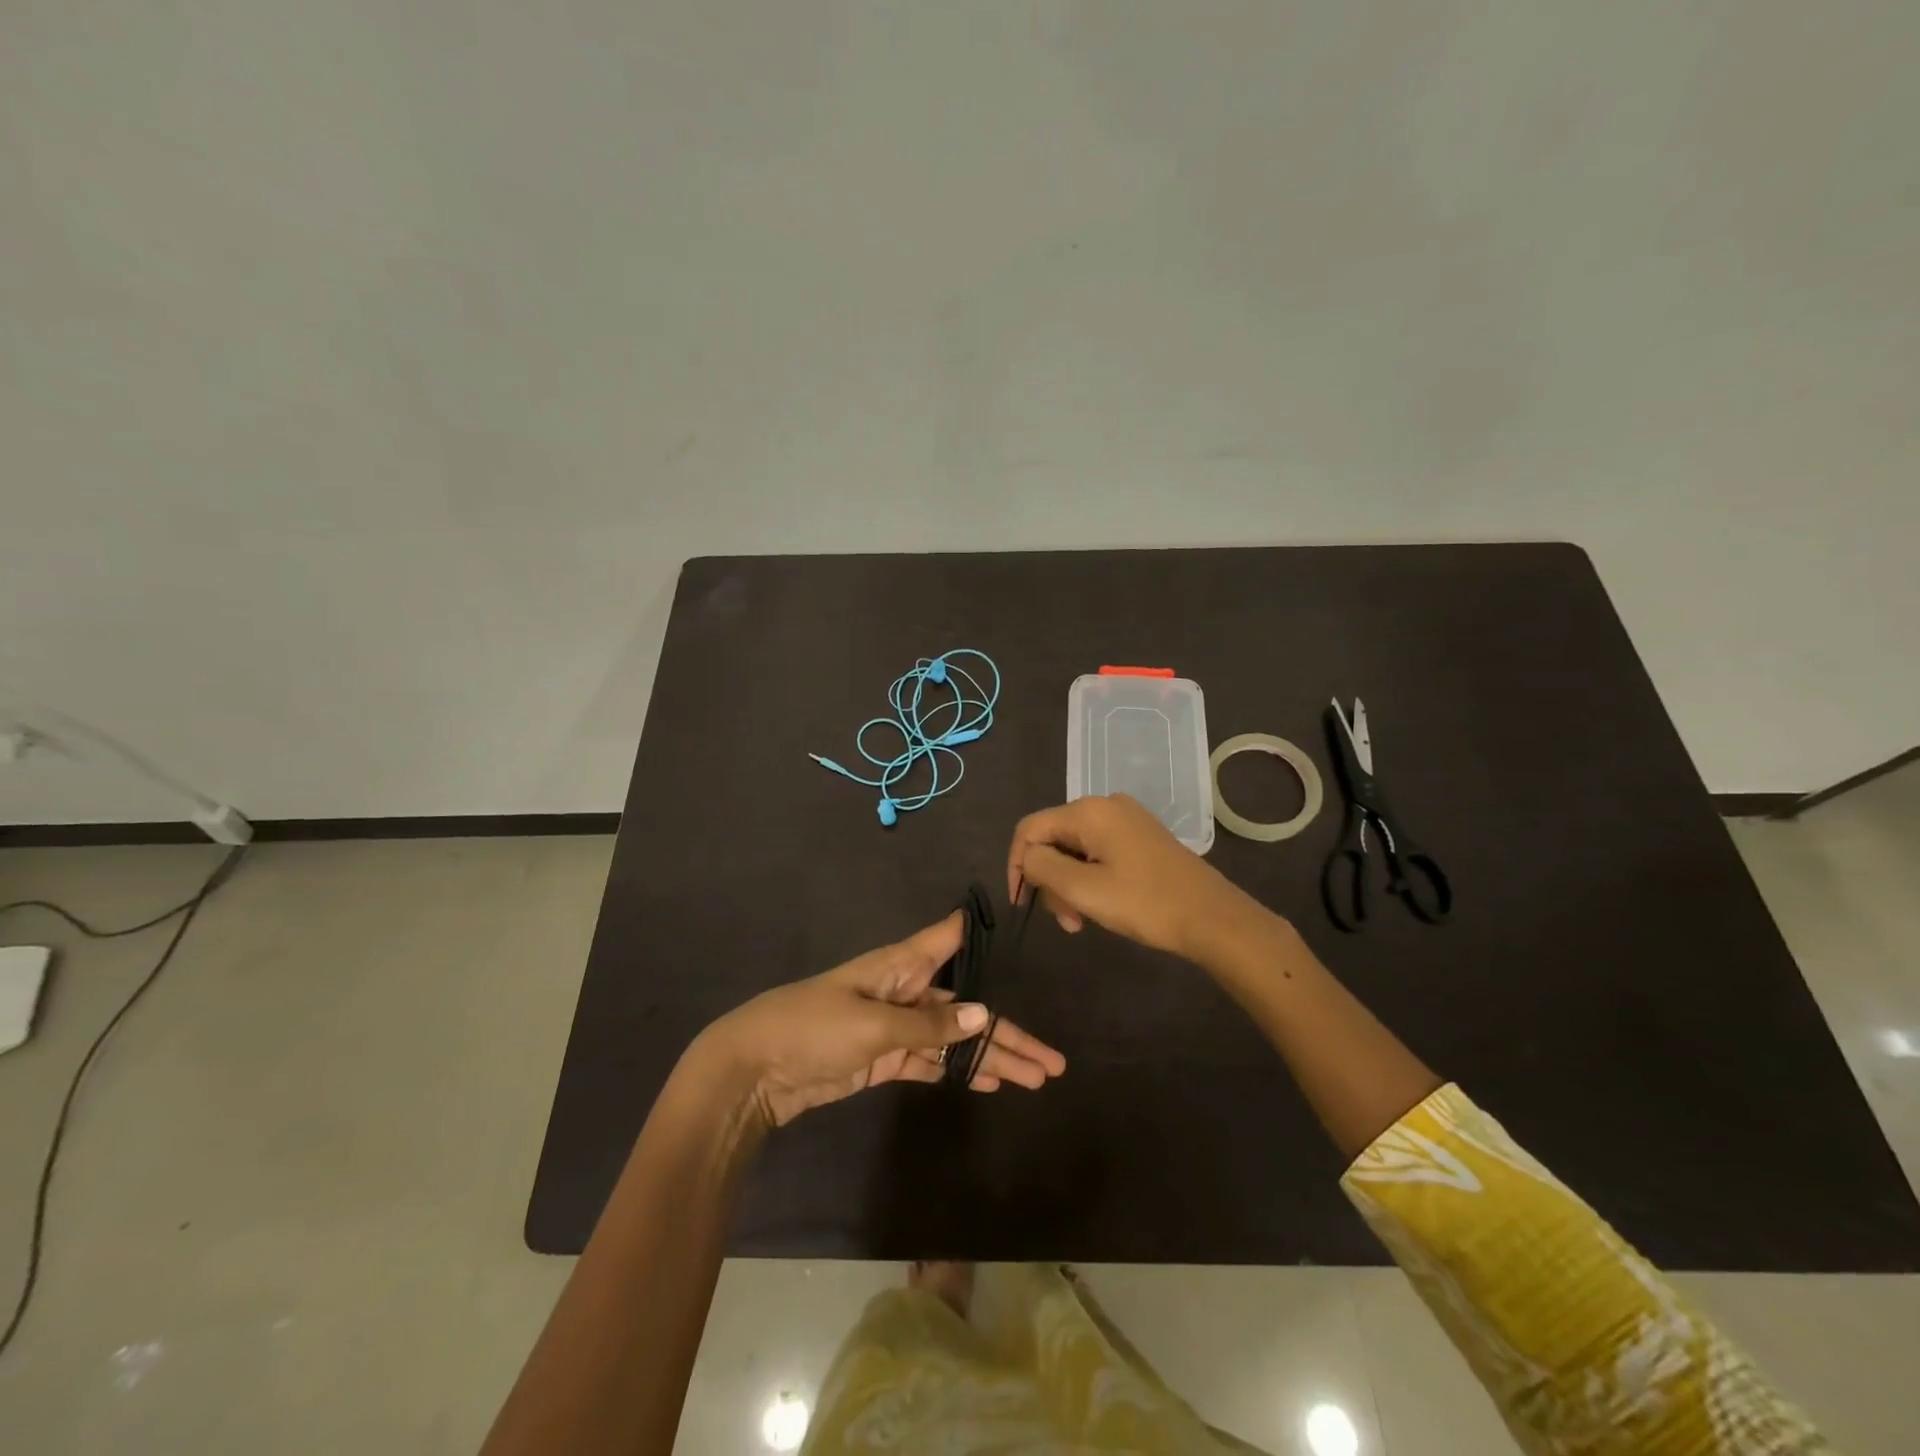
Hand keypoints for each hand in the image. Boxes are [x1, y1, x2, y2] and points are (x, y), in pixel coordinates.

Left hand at [697, 912, 1066, 1128]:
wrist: (753, 1070)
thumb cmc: (813, 1028)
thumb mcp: (873, 1024)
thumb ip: (929, 1024)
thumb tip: (984, 1015)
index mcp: (900, 966)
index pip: (948, 939)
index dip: (980, 931)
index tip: (1018, 923)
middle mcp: (904, 991)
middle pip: (965, 1006)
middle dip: (1006, 1031)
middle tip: (1052, 1060)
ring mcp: (894, 1027)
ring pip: (953, 1039)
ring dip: (990, 1058)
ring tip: (1035, 1079)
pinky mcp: (883, 1059)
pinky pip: (931, 1062)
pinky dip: (959, 1071)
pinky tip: (990, 1083)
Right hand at [1008, 794, 1270, 962]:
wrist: (1212, 918)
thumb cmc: (1145, 903)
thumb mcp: (1083, 889)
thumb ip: (1042, 867)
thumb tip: (1027, 858)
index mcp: (1088, 812)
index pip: (1030, 829)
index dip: (1017, 865)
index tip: (1021, 903)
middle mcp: (1105, 806)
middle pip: (1053, 839)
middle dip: (1050, 880)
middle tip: (1066, 920)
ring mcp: (1126, 820)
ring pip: (1074, 850)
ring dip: (1069, 885)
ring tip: (1081, 921)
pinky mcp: (1140, 837)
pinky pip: (1097, 852)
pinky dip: (1089, 879)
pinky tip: (1099, 906)